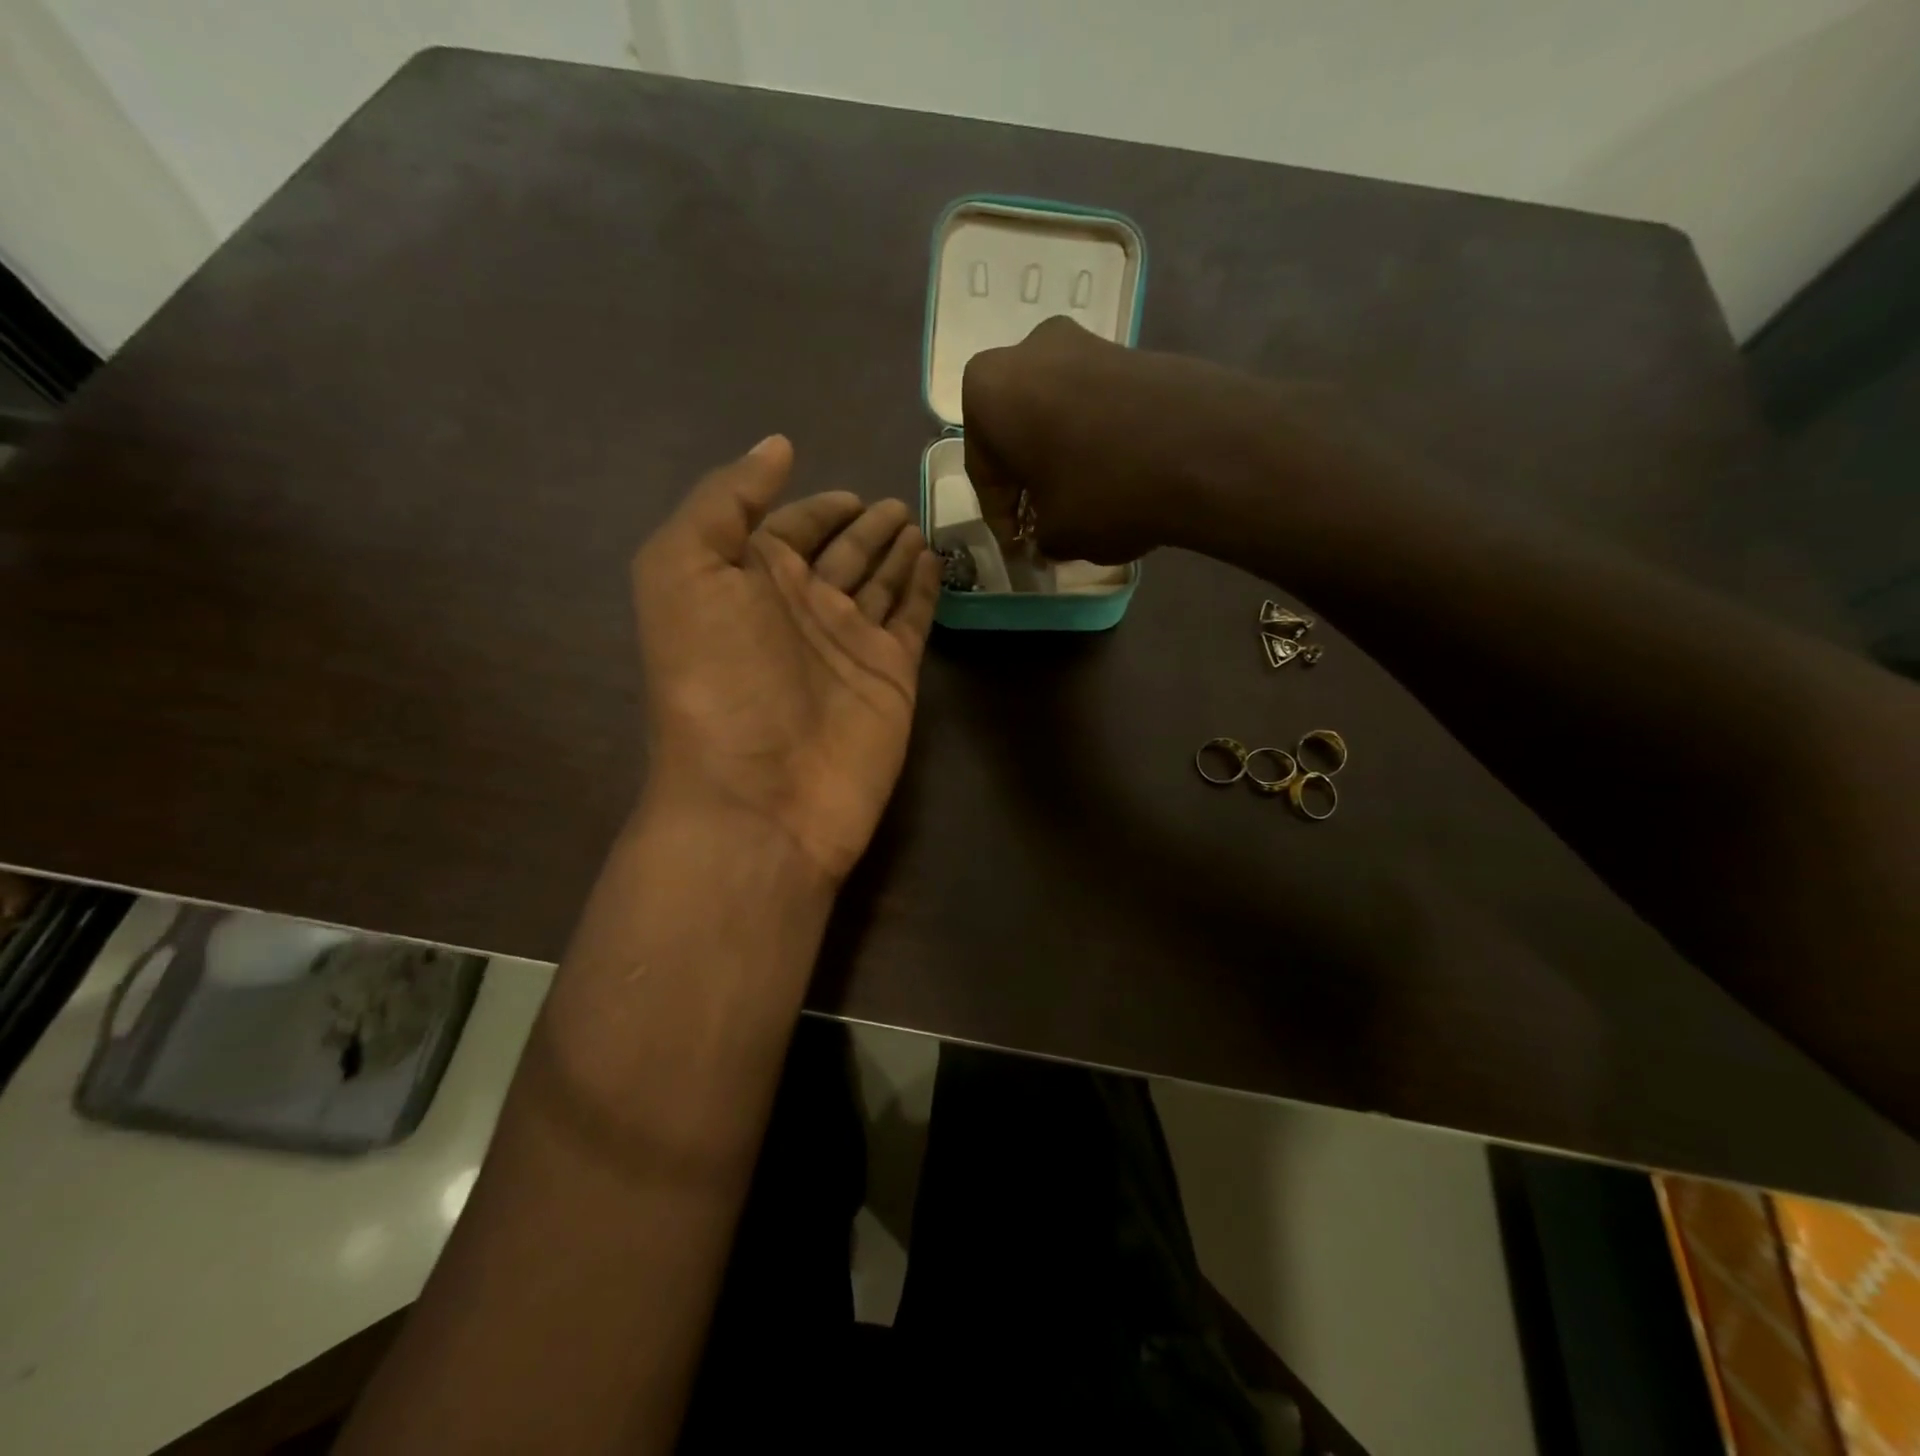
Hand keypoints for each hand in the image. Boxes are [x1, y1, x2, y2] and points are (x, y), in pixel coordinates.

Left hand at [632, 437, 939, 882]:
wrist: (760, 798)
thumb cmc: (717, 682)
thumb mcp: (683, 571)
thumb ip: (724, 500)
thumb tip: (777, 447)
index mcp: (749, 582)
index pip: (789, 528)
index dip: (814, 505)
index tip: (848, 489)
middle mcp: (801, 608)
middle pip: (841, 553)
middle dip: (865, 526)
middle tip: (896, 503)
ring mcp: (851, 642)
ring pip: (880, 581)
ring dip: (896, 552)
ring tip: (918, 523)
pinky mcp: (893, 674)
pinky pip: (912, 618)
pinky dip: (924, 590)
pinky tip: (933, 562)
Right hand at [962, 315, 1311, 562]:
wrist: (1205, 448)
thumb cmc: (1103, 491)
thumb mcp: (1056, 533)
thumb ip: (1038, 535)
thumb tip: (1047, 536)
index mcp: (988, 392)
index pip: (984, 468)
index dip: (1000, 516)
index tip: (1017, 546)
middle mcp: (1027, 352)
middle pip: (1017, 431)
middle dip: (1028, 478)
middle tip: (1041, 520)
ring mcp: (1084, 342)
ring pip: (1056, 414)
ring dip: (1060, 456)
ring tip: (1079, 501)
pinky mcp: (1131, 350)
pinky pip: (1094, 404)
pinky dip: (1094, 438)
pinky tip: (1113, 474)